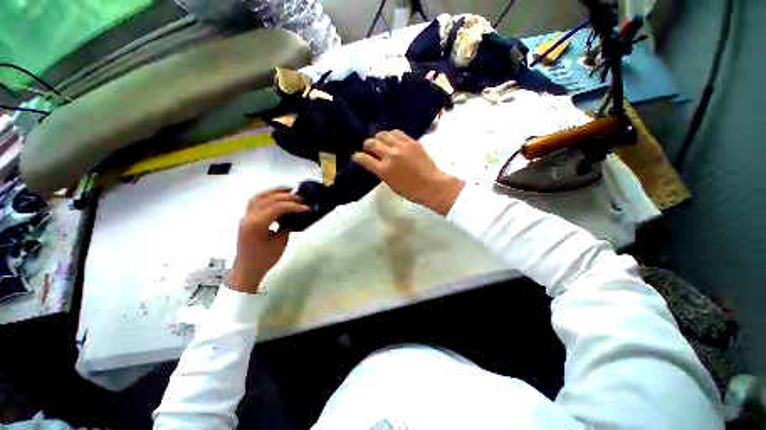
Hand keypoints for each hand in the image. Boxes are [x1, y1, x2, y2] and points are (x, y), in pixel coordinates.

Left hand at [230, 188, 308, 293]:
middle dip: (287, 196)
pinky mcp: (246, 218)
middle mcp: (248, 217)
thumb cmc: (264, 259)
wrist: (246, 269)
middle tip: (302, 198)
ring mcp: (245, 216)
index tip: (306, 208)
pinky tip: (277, 197)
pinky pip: (255, 201)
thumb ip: (286, 226)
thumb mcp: (280, 243)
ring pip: (259, 196)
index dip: (293, 206)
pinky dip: (267, 196)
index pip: (276, 208)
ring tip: (289, 190)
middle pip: (268, 199)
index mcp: (256, 225)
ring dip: (275, 191)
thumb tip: (293, 216)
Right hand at [352, 130, 464, 215]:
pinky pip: (397, 132)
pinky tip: (392, 139)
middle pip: (371, 143)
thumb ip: (381, 172)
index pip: (363, 158)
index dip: (357, 157)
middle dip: (366, 145)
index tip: (356, 157)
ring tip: (381, 142)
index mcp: (383, 170)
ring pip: (383, 134)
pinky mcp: (411, 141)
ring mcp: (401, 146)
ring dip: (378, 138)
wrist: (432, 185)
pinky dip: (391, 135)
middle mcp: (390, 155)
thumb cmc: (411, 191)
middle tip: (368, 149)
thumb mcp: (391, 184)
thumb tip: (376, 163)